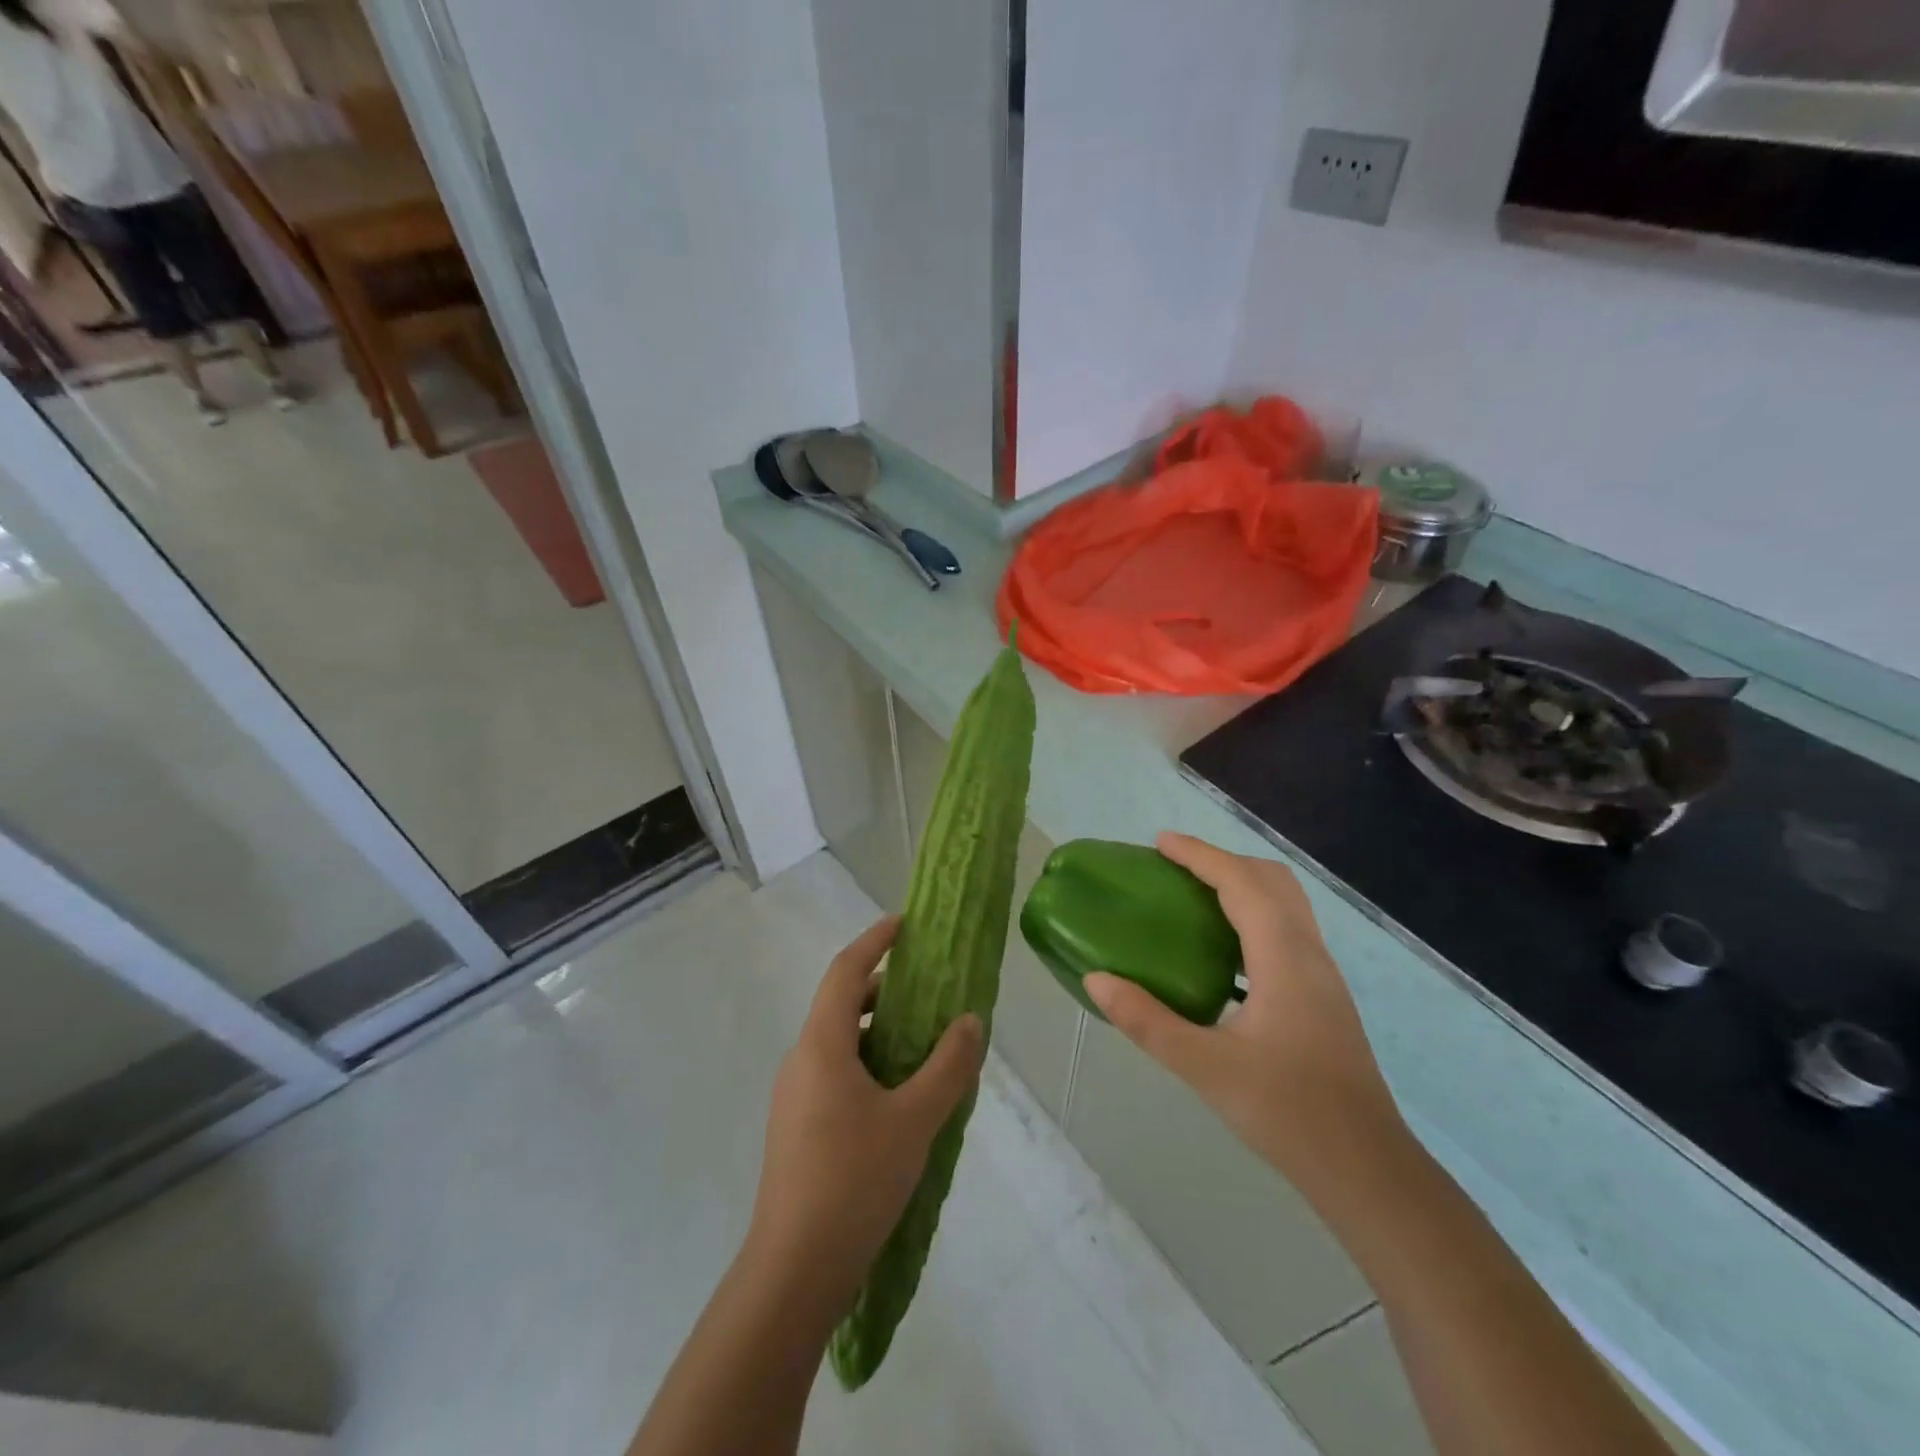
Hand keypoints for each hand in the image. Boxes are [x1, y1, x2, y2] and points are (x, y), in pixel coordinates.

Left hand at [744, 917, 984, 1314]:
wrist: (794, 1271)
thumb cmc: (854, 1181)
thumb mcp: (915, 1120)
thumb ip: (948, 1066)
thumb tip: (970, 1021)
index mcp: (822, 1045)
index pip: (845, 971)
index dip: (875, 940)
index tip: (906, 924)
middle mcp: (802, 1060)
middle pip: (842, 1003)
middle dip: (884, 989)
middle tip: (930, 990)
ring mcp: (795, 1096)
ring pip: (840, 1042)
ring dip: (879, 1030)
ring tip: (925, 1044)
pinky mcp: (798, 1127)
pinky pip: (836, 1073)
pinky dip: (869, 1064)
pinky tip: (901, 1096)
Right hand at [1085, 833, 1402, 1187]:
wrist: (1367, 1169)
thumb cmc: (1287, 1113)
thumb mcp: (1205, 1067)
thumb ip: (1146, 1020)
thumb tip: (1096, 979)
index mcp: (1283, 958)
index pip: (1241, 883)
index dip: (1200, 855)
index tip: (1160, 843)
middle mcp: (1309, 954)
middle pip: (1270, 880)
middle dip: (1222, 861)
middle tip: (1174, 868)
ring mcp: (1322, 975)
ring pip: (1284, 903)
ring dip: (1240, 885)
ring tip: (1192, 897)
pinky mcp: (1323, 996)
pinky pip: (1286, 929)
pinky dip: (1252, 914)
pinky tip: (1221, 952)